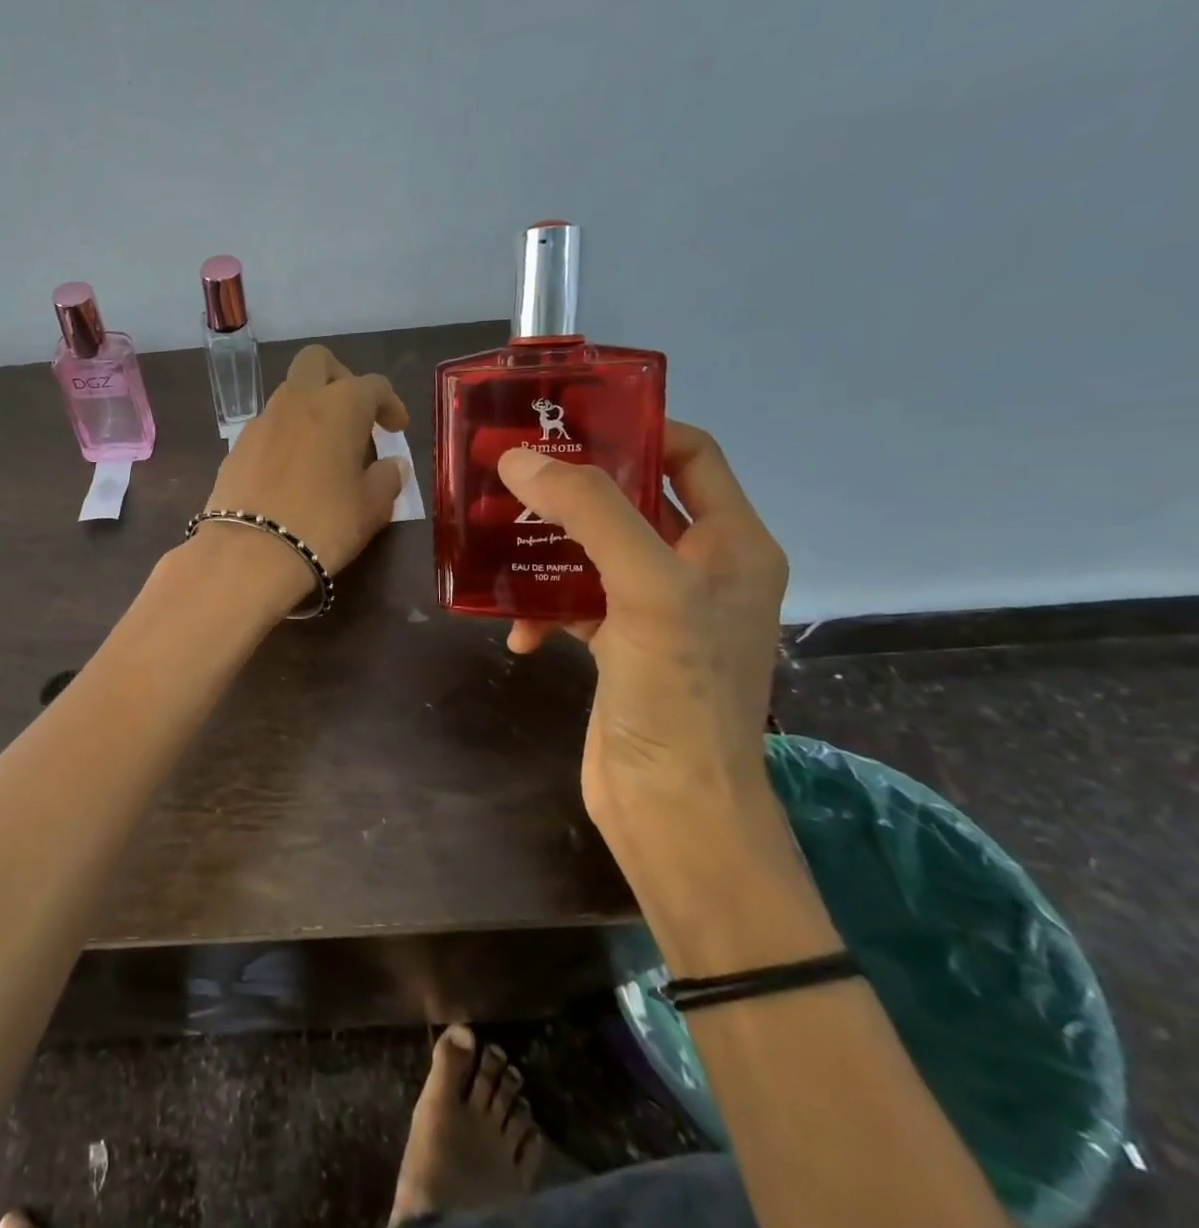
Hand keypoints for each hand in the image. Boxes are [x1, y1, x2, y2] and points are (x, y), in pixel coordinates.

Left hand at [202, 345, 409, 584]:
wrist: (249, 553)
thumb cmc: (324, 524)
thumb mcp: (372, 507)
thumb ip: (387, 479)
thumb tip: (392, 465)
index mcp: (339, 406)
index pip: (373, 385)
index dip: (390, 403)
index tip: (396, 429)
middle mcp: (297, 401)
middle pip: (318, 362)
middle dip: (340, 378)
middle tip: (354, 415)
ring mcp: (261, 422)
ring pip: (289, 394)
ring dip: (310, 410)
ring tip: (324, 450)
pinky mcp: (235, 447)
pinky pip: (267, 428)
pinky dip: (285, 437)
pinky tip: (291, 472)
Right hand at [495, 423, 787, 842]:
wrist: (672, 809)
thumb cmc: (679, 694)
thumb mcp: (647, 590)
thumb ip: (591, 514)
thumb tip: (520, 458)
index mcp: (732, 544)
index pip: (691, 455)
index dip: (636, 428)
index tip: (567, 418)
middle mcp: (698, 570)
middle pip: (631, 500)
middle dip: (572, 484)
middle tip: (511, 470)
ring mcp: (656, 611)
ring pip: (593, 550)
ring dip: (546, 545)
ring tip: (494, 537)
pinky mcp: (618, 646)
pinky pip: (573, 602)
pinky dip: (541, 606)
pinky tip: (515, 629)